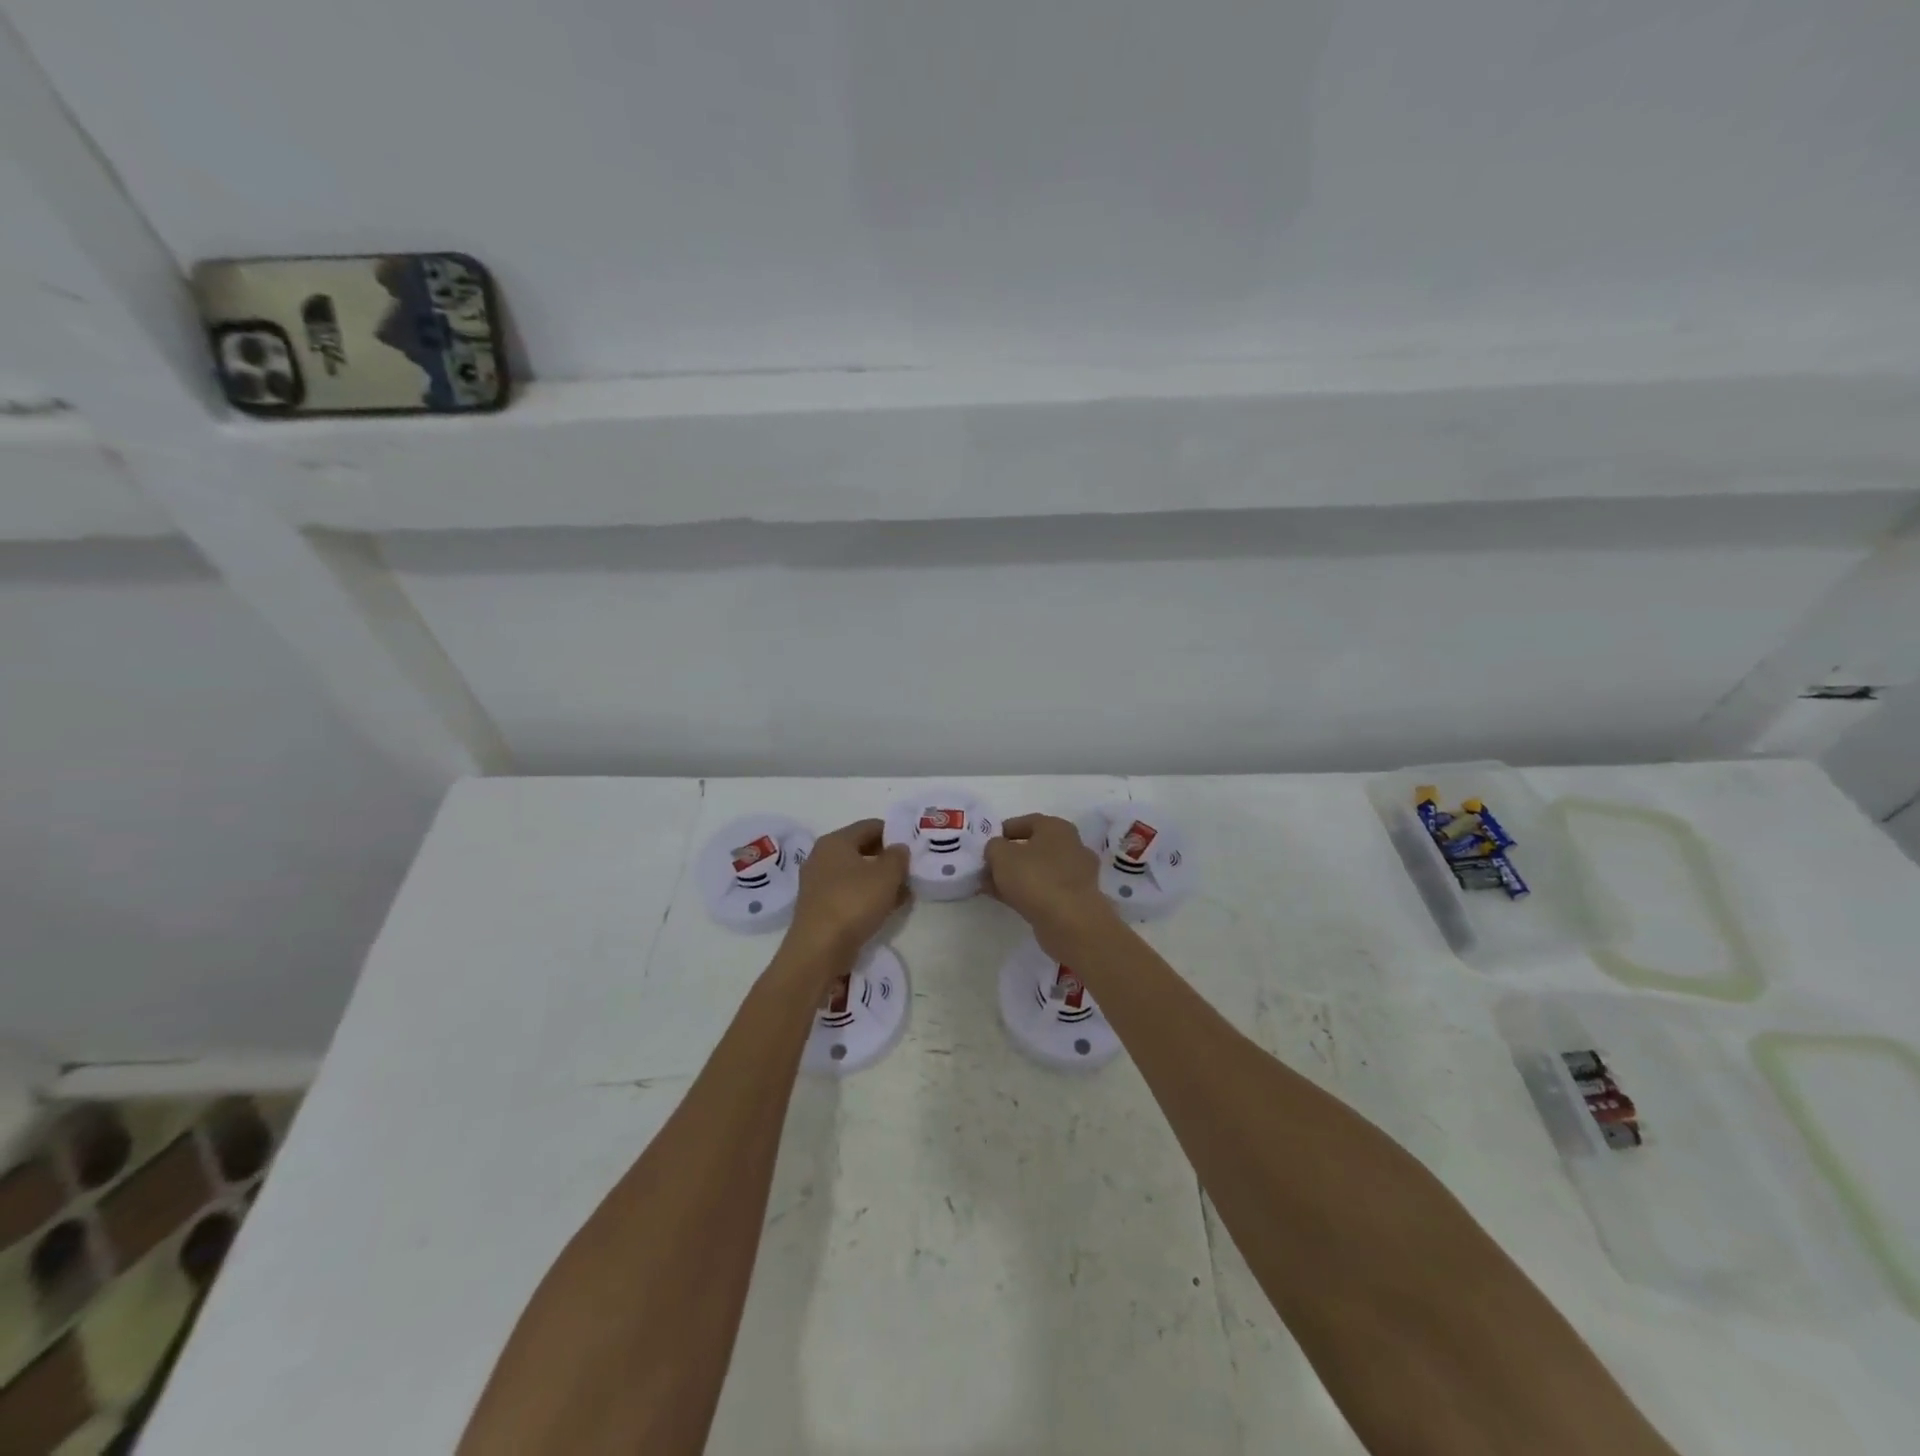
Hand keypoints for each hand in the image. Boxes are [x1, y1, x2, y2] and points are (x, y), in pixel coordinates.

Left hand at [787, 819, 909, 961]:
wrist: (819, 949)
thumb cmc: (853, 902)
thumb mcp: (887, 875)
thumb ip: (898, 856)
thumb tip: (898, 849)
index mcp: (835, 841)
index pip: (870, 826)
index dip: (894, 832)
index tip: (913, 846)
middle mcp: (822, 857)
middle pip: (862, 849)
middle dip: (888, 859)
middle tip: (911, 870)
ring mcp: (818, 884)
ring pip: (857, 874)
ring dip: (880, 881)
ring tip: (904, 892)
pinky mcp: (820, 907)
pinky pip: (850, 894)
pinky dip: (868, 897)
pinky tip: (887, 908)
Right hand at [984, 814, 1115, 958]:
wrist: (1070, 922)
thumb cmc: (1035, 878)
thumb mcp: (1001, 855)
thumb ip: (994, 847)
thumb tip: (997, 850)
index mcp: (1057, 827)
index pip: (1026, 822)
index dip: (1002, 831)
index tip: (985, 844)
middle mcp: (1071, 846)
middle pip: (1033, 847)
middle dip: (1008, 857)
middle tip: (986, 868)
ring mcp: (1076, 874)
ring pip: (1038, 870)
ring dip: (1015, 877)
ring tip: (990, 887)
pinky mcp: (1075, 899)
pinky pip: (1044, 889)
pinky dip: (1026, 892)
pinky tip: (1005, 900)